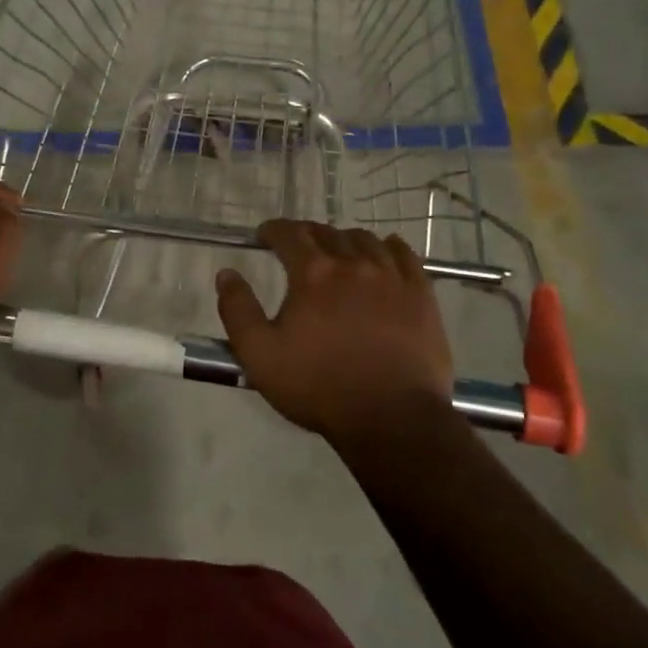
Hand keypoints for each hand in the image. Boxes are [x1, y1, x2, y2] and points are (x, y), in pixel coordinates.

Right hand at [215, 220, 455, 446]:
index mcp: (312, 273)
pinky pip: (405, 255)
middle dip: (307, 234)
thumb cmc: (319, 387)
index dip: (273, 230)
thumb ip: (238, 310)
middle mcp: (352, 262)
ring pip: (365, 239)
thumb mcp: (260, 356)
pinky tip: (385, 252)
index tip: (265, 235)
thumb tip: (226, 273)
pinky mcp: (421, 293)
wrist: (392, 418)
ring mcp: (391, 275)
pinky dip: (389, 247)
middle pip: (327, 232)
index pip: (289, 234)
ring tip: (339, 252)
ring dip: (345, 240)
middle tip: (298, 247)